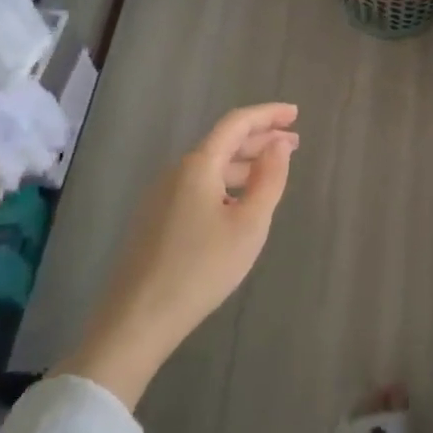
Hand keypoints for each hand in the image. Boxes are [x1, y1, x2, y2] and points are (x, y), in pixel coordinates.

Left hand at [58, 104, 298, 407]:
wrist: (137, 318)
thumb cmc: (201, 268)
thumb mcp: (248, 225)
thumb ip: (269, 179)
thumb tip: (279, 144)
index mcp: (198, 165)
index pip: (236, 123)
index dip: (267, 115)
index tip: (294, 114)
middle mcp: (177, 172)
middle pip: (222, 143)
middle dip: (259, 139)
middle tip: (293, 142)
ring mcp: (162, 196)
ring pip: (210, 167)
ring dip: (244, 164)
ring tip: (272, 172)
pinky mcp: (156, 220)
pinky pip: (198, 187)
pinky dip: (226, 183)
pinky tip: (239, 203)